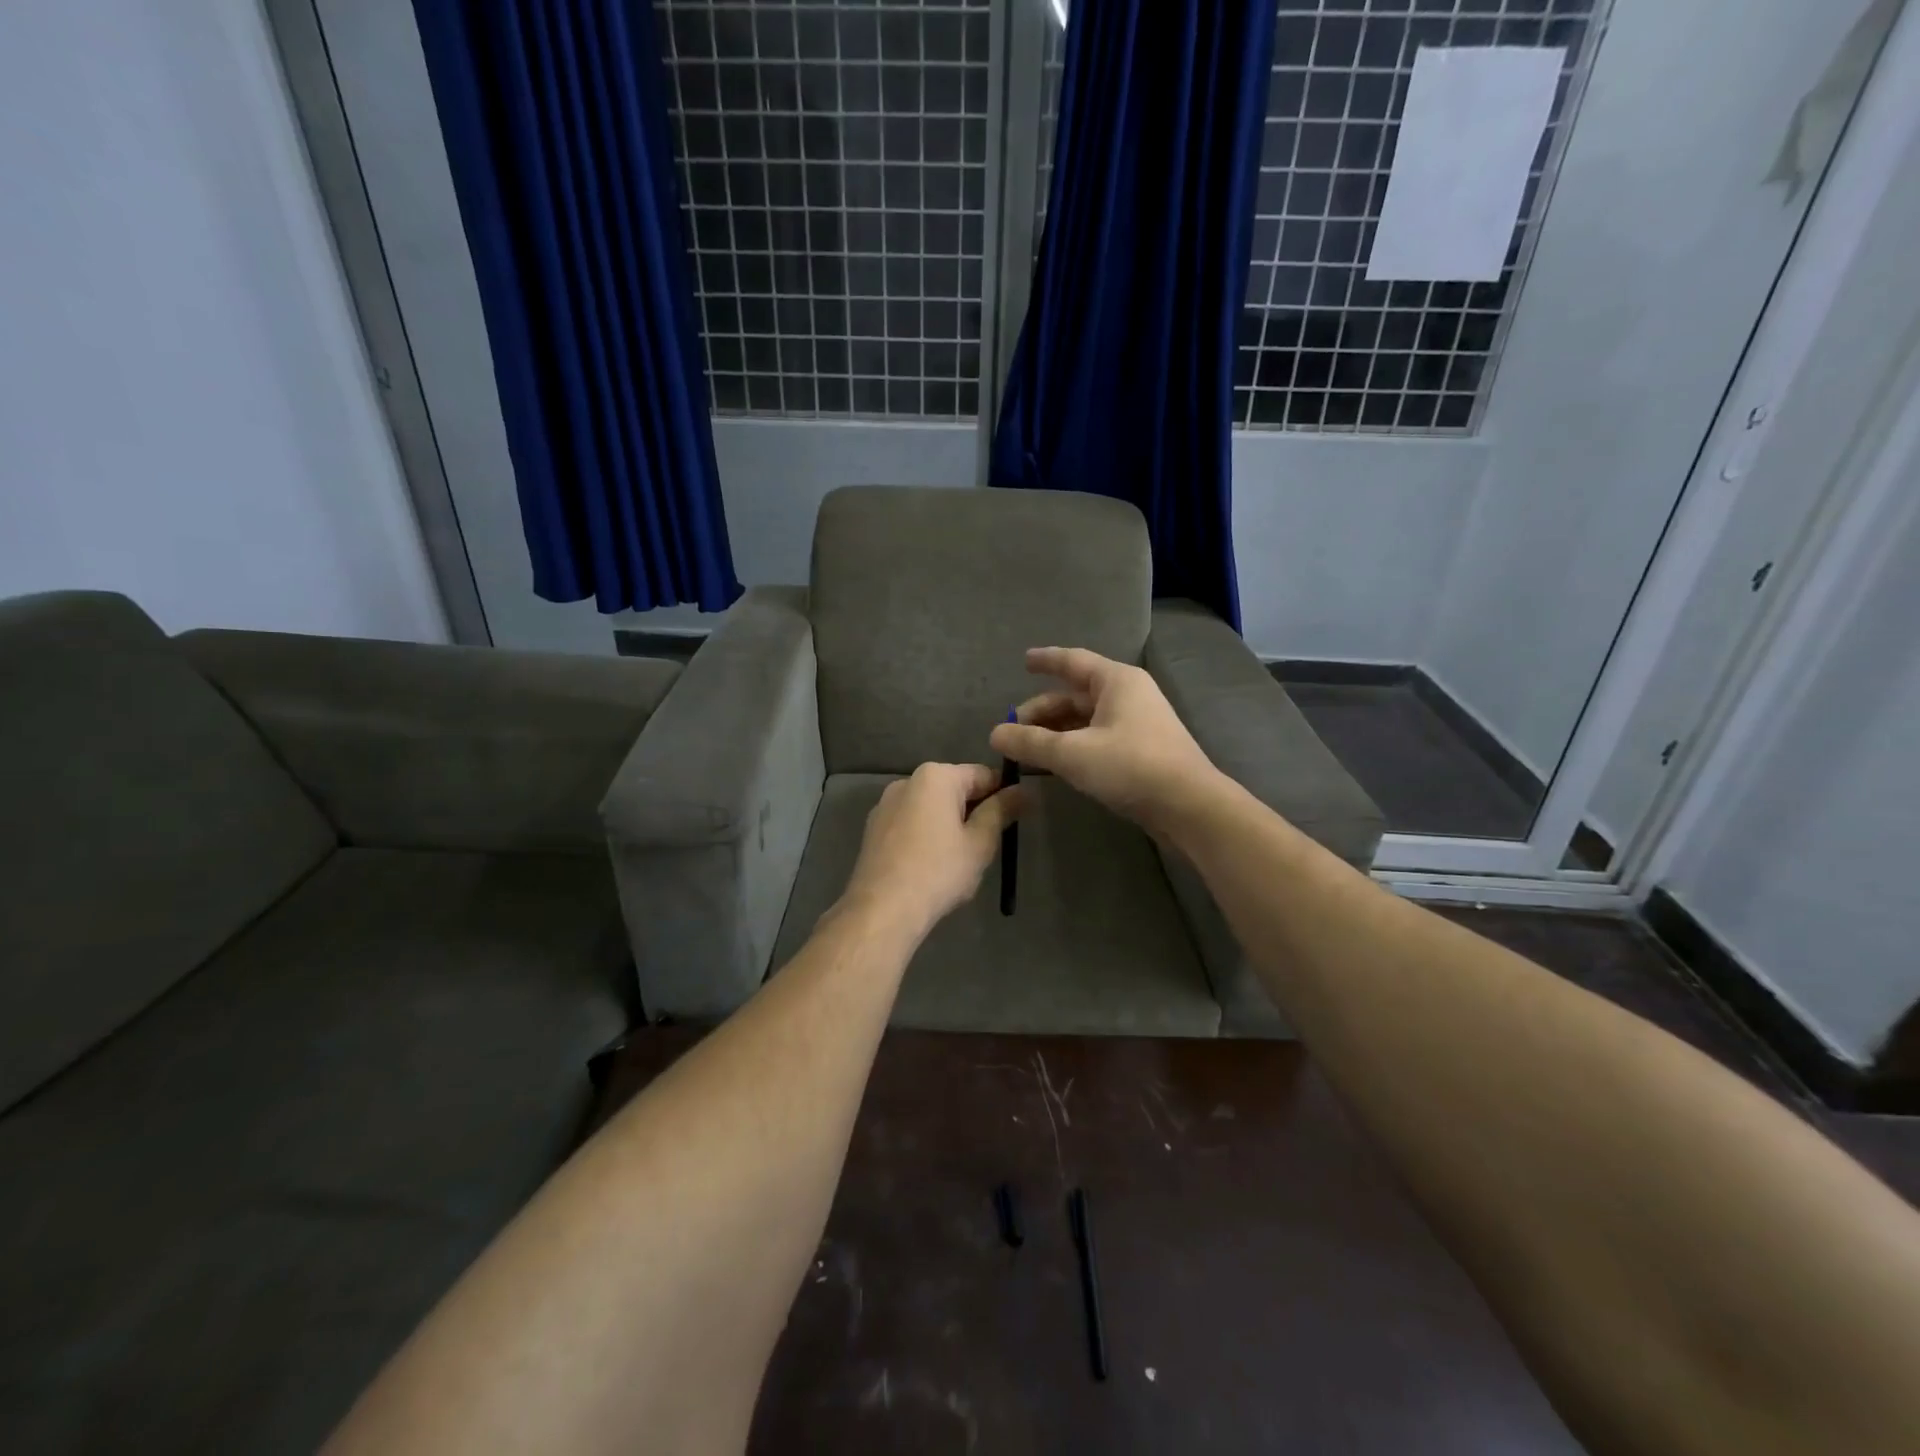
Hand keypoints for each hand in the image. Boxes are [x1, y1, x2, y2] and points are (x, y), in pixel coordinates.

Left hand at [839, 763, 1025, 938]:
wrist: (883, 909)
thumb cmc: (939, 872)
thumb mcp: (980, 842)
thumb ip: (1002, 811)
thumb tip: (1024, 791)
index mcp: (935, 776)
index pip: (983, 775)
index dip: (1004, 795)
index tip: (1016, 819)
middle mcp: (907, 781)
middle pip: (954, 789)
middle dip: (975, 811)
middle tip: (990, 844)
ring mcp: (885, 805)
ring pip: (931, 807)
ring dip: (950, 824)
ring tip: (960, 859)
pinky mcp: (873, 829)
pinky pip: (911, 823)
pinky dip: (927, 835)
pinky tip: (931, 865)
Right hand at [989, 647, 1220, 834]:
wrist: (1189, 806)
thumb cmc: (1131, 766)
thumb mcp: (1072, 753)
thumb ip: (1031, 742)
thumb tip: (995, 734)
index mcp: (1116, 681)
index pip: (1073, 661)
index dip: (1046, 660)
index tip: (1023, 661)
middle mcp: (1128, 695)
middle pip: (1076, 695)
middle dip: (1043, 711)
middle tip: (1013, 729)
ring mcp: (1138, 724)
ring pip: (1086, 720)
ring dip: (1056, 732)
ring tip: (1027, 750)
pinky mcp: (1141, 751)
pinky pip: (1098, 739)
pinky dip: (1074, 746)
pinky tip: (1056, 764)